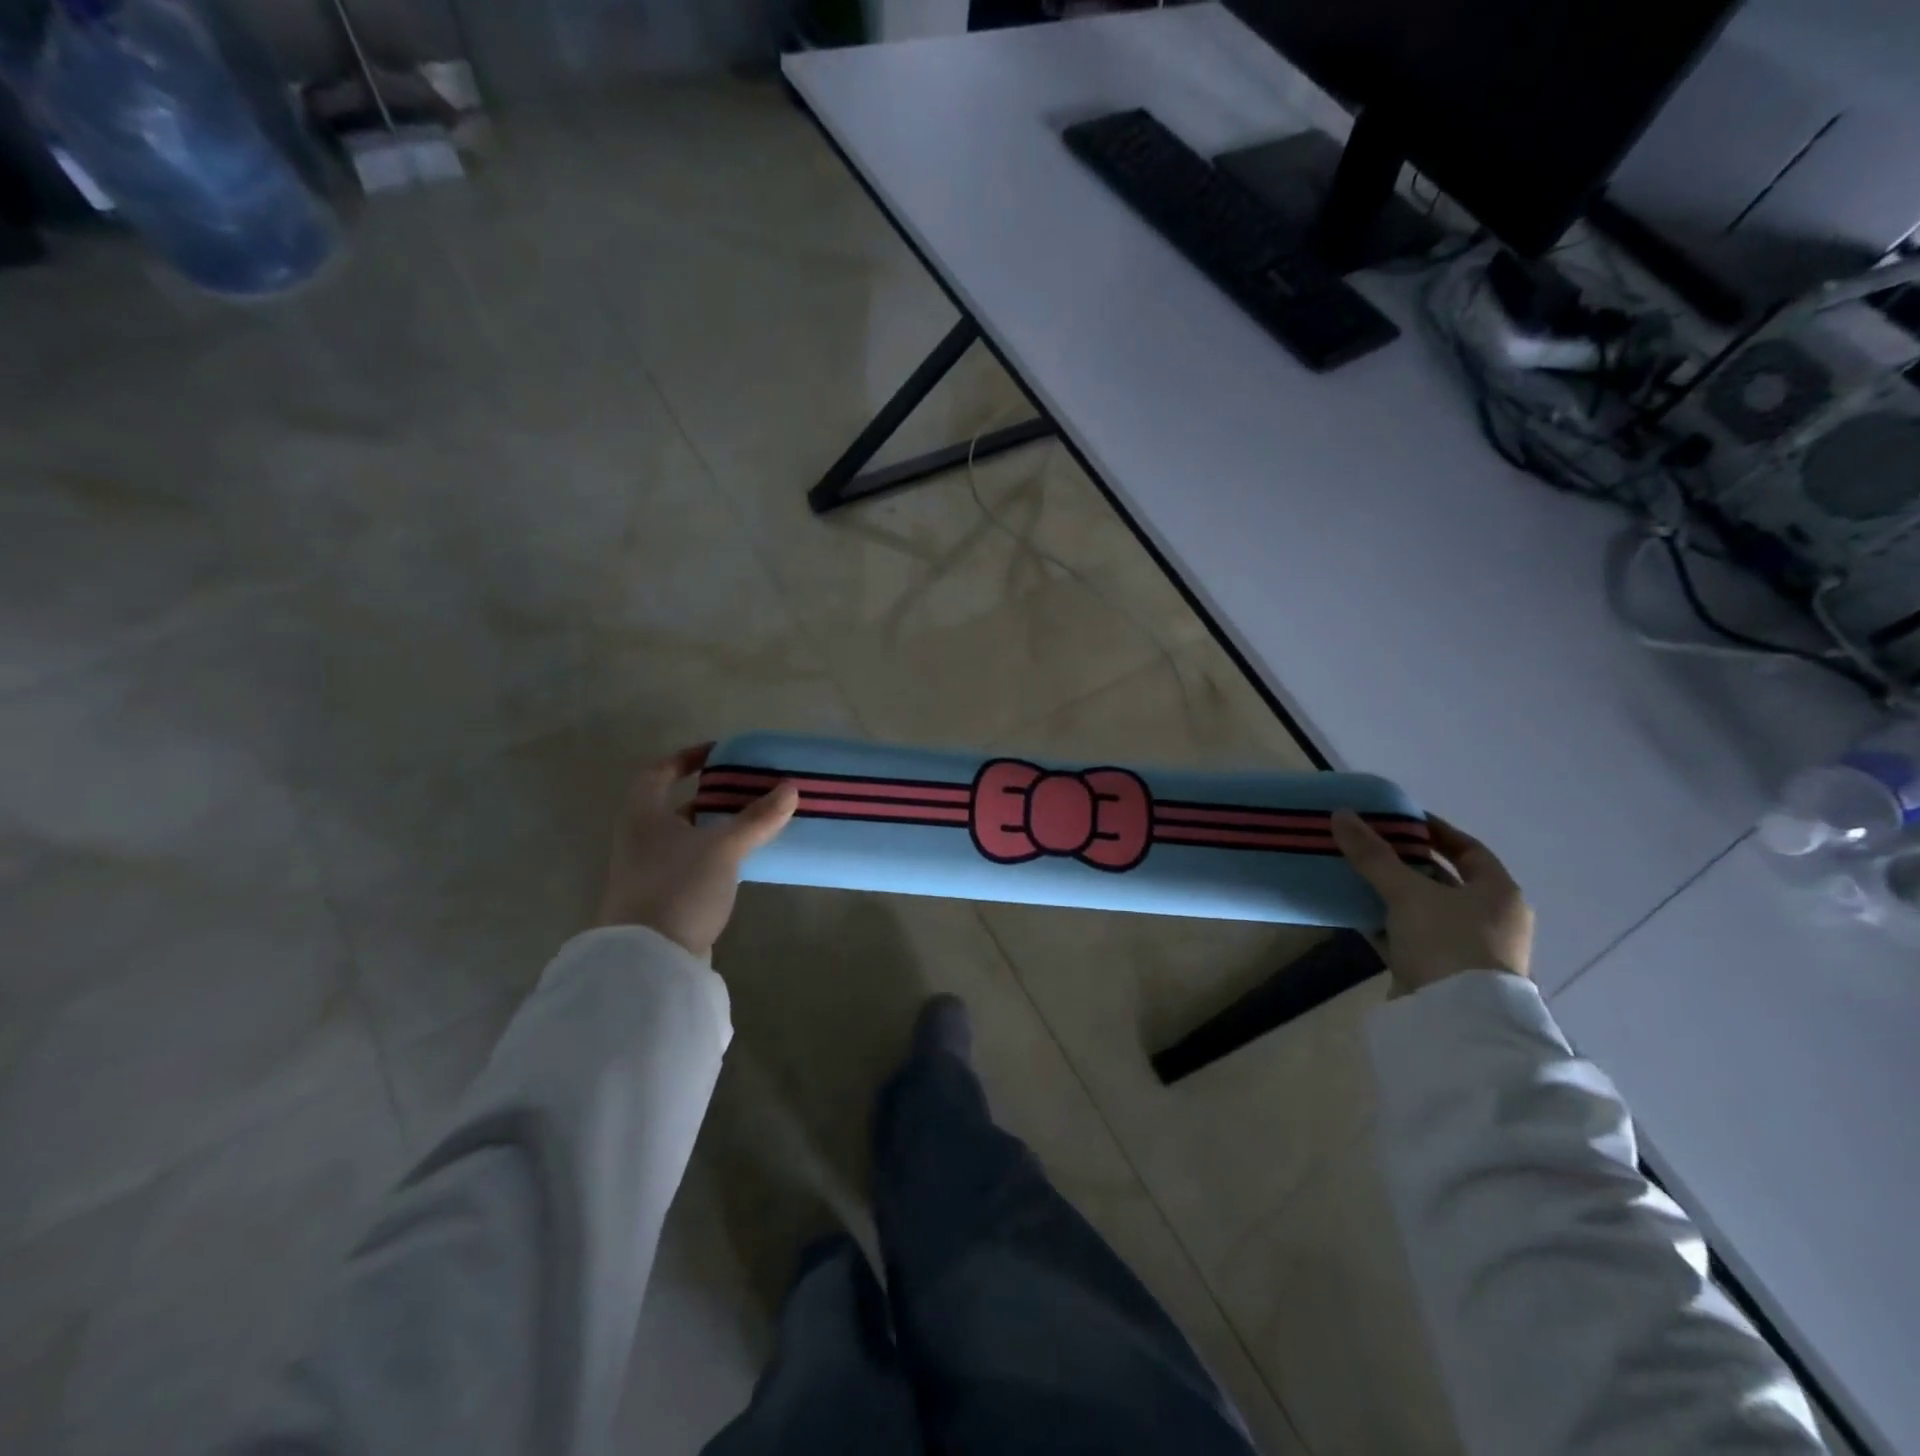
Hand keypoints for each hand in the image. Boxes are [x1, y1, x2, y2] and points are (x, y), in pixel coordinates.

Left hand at [596, 744, 798, 957]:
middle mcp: (639, 838)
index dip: (686, 758)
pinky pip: (690, 862)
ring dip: (714, 826)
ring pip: (683, 836)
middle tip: (745, 788)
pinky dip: (713, 853)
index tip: (719, 753)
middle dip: (709, 795)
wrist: (649, 959)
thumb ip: (757, 818)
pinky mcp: (661, 897)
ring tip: (752, 820)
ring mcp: (648, 870)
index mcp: (644, 815)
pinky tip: (740, 859)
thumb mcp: (724, 848)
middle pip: (673, 805)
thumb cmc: (679, 886)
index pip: (659, 772)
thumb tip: (791, 788)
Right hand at [1331, 810, 1533, 992]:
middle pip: (1442, 879)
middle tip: (1367, 844)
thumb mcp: (1407, 892)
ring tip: (1352, 872)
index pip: (1467, 849)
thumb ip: (1373, 855)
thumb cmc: (1447, 942)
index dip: (1434, 831)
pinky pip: (1407, 935)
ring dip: (1390, 892)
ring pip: (1421, 908)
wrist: (1455, 1020)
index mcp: (1498, 893)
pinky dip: (1383, 921)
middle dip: (1404, 861)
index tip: (1398, 819)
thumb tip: (1341, 814)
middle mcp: (1488, 919)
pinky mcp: (1438, 971)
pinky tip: (1353, 909)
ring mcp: (1464, 948)